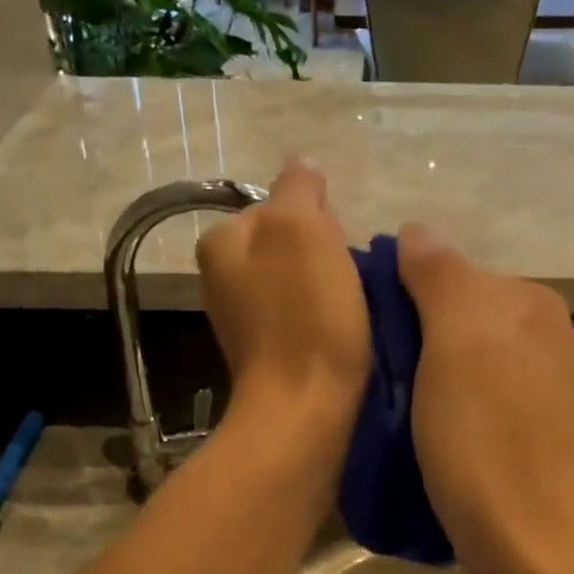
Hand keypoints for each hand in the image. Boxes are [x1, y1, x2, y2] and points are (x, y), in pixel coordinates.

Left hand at [197, 160, 369, 430]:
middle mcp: (220, 275)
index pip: (281, 204)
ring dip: (330, 285)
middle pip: (290, 241)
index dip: (321, 220)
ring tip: (352, 309)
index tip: (339, 250)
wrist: (303, 409)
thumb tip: (302, 163)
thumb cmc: (304, 314)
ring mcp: (242, 316)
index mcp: (222, 241)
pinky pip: (302, 313)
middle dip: (325, 252)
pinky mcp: (267, 350)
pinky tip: (342, 332)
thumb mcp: (301, 229)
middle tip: (347, 283)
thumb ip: (298, 187)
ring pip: (300, 277)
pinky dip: (324, 316)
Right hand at [396, 225, 573, 573]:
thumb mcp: (455, 338)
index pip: (449, 273)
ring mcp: (544, 383)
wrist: (527, 543)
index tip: (366, 337)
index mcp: (532, 301)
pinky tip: (428, 428)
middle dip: (414, 335)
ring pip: (464, 356)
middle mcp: (546, 333)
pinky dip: (449, 400)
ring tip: (394, 407)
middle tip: (376, 376)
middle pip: (457, 314)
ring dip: (427, 371)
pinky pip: (478, 392)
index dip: (401, 297)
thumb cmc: (483, 434)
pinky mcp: (534, 426)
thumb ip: (438, 273)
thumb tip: (416, 229)